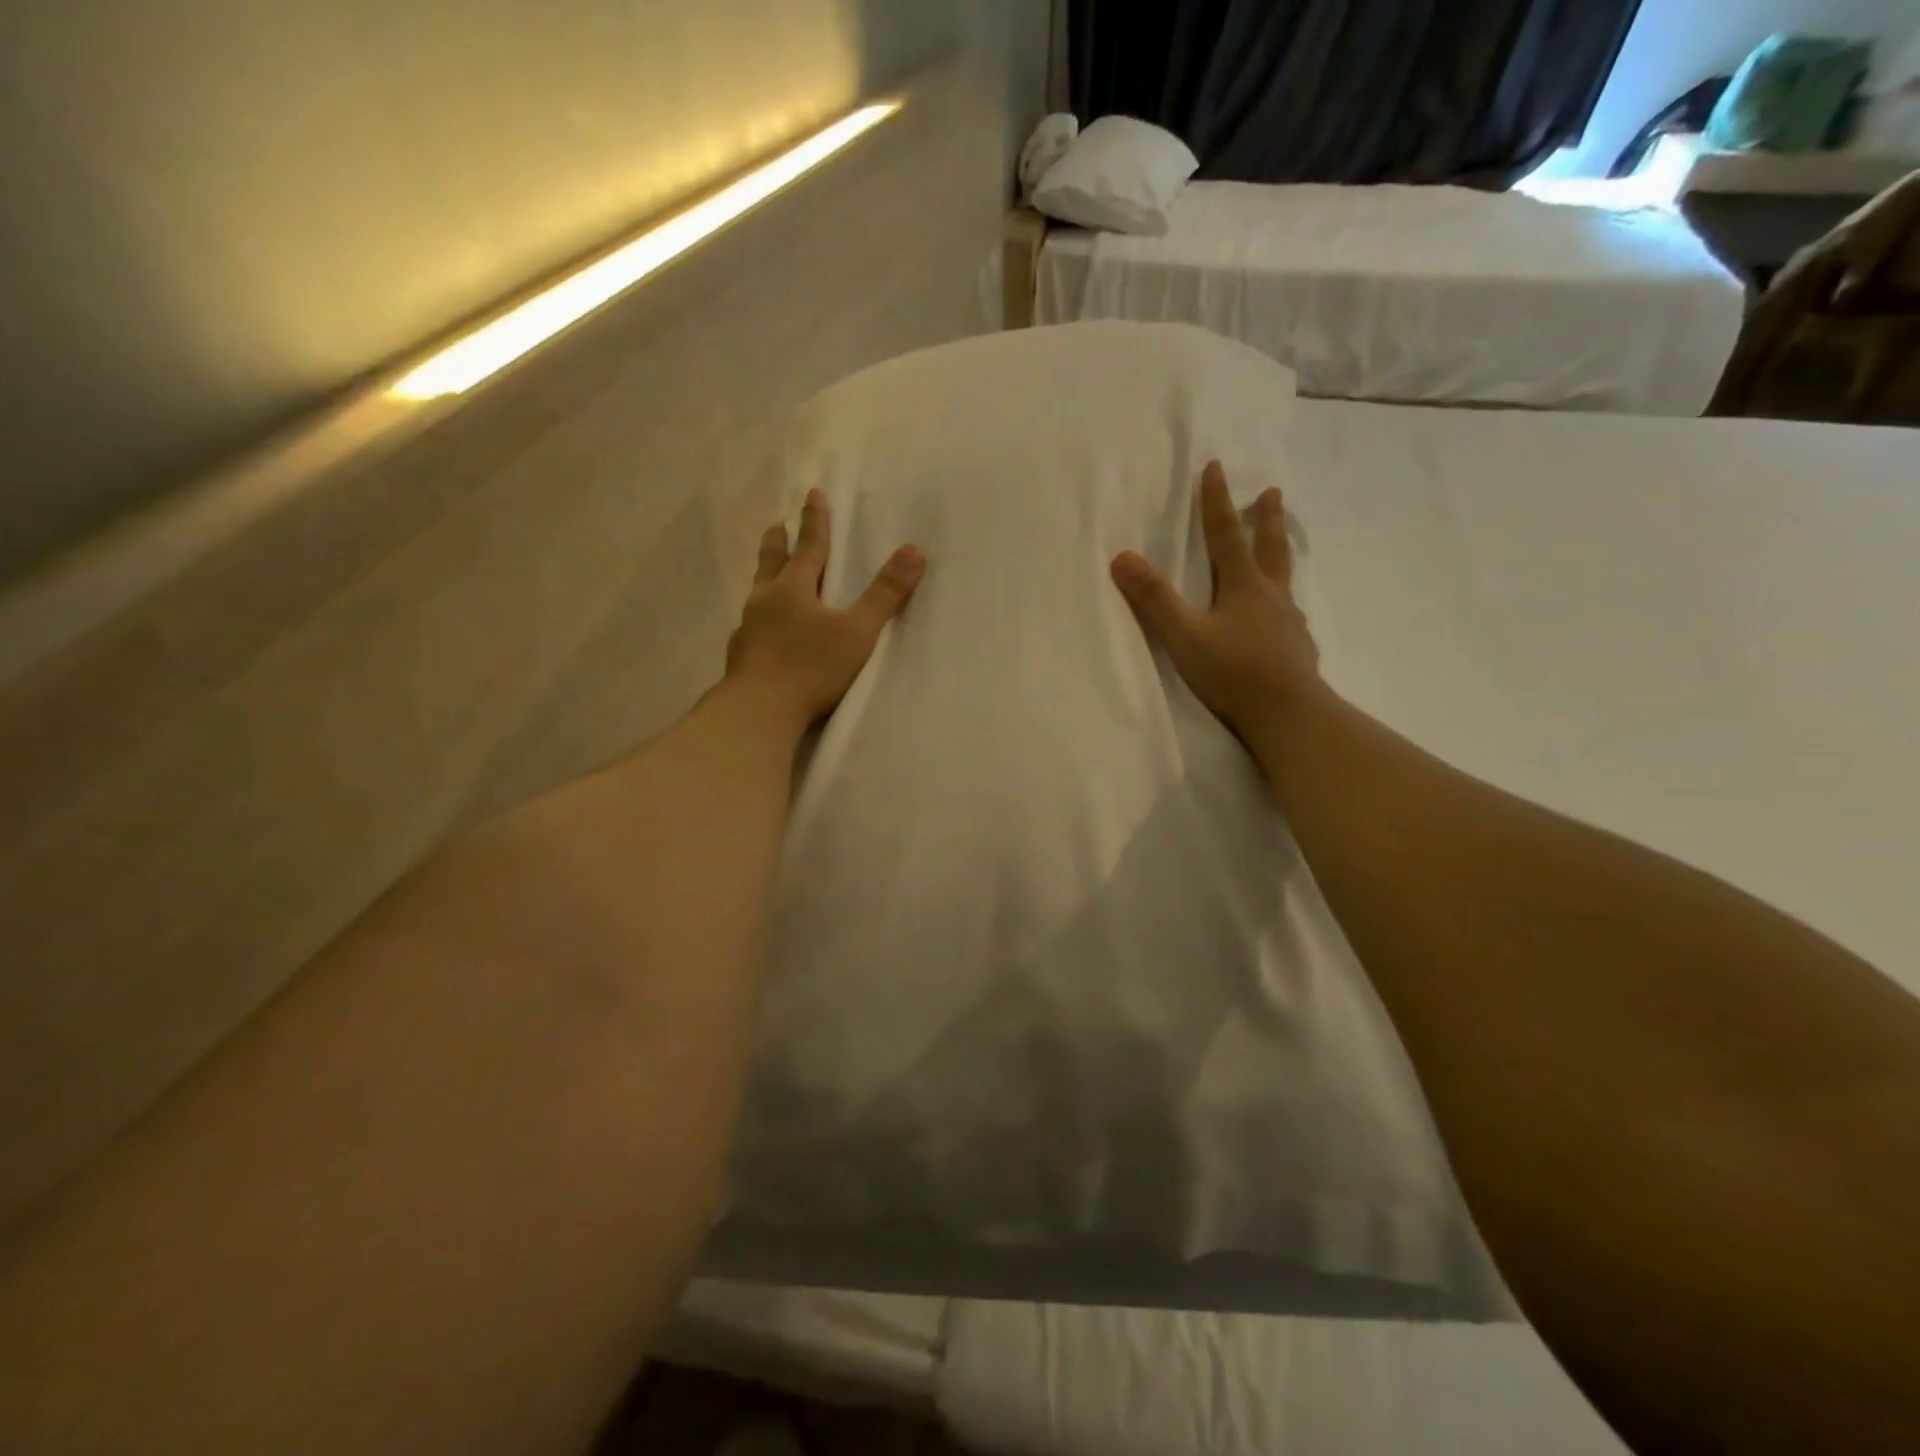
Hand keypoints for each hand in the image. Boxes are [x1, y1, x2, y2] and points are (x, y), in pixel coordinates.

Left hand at [726, 488, 925, 728]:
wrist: (760, 710)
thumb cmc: (811, 667)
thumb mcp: (858, 631)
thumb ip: (885, 594)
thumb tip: (914, 551)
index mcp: (793, 589)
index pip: (809, 547)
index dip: (815, 521)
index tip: (812, 494)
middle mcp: (766, 602)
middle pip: (772, 563)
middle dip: (778, 542)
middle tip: (775, 524)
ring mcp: (748, 630)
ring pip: (757, 594)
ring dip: (764, 578)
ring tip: (766, 575)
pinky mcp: (741, 658)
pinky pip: (751, 627)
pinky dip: (759, 619)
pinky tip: (760, 631)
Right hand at [1110, 461, 1321, 742]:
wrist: (1288, 715)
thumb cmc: (1234, 674)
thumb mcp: (1185, 637)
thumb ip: (1155, 600)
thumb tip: (1123, 558)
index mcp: (1244, 588)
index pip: (1226, 535)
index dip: (1217, 501)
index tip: (1215, 467)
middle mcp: (1271, 597)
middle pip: (1269, 548)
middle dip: (1265, 518)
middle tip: (1271, 492)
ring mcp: (1289, 623)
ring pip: (1284, 580)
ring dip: (1279, 556)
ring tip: (1279, 550)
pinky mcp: (1298, 649)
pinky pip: (1289, 615)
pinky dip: (1283, 604)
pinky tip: (1281, 619)